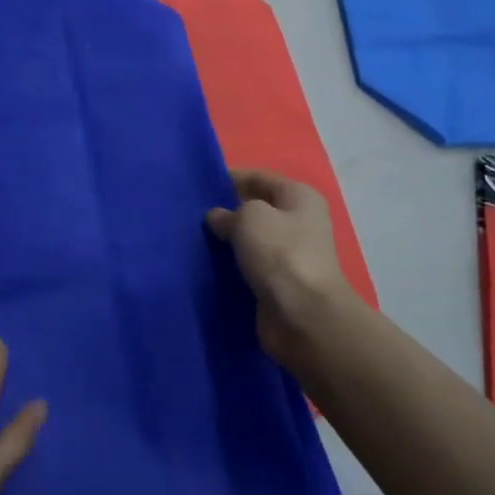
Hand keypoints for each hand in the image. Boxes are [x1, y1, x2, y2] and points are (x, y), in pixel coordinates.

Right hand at [207, 169, 348, 375]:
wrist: (303, 316)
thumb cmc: (281, 254)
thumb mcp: (250, 217)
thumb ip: (229, 212)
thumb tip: (218, 218)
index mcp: (300, 197)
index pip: (260, 178)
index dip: (231, 178)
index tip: (200, 185)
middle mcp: (299, 223)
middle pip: (256, 210)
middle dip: (227, 211)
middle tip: (192, 214)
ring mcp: (290, 256)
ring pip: (251, 241)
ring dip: (227, 241)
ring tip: (194, 239)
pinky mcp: (279, 285)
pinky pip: (249, 268)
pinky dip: (231, 267)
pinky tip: (206, 266)